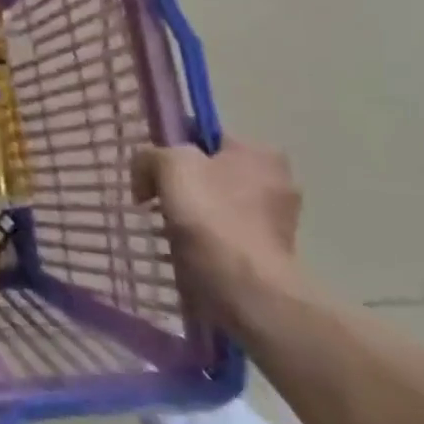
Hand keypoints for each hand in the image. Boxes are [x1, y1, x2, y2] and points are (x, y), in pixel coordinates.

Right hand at [131, 139, 302, 329]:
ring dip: (192, 211)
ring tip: (166, 225)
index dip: (172, 147)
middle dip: (183, 182)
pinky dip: (205, 238)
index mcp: (260, 152)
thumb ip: (151, 155)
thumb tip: (146, 172)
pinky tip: (185, 247)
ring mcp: (277, 220)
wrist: (243, 286)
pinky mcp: (269, 252)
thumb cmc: (210, 215)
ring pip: (217, 203)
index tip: (152, 169)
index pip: (205, 136)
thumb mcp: (169, 164)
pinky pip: (225, 233)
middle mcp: (277, 181)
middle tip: (154, 197)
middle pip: (211, 170)